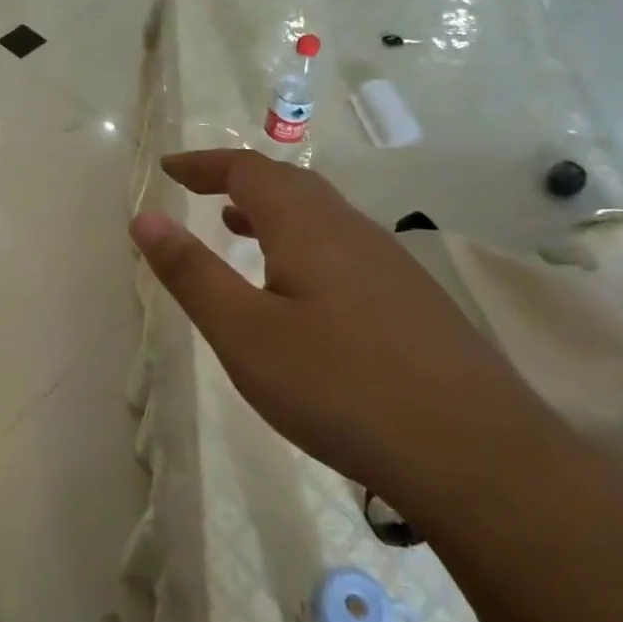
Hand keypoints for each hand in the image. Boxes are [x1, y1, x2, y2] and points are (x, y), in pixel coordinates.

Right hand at [130, 151, 548, 510]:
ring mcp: (391, 265)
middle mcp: (352, 230)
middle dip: (236, 181)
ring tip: (238, 229)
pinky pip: (343, 246)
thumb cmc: (341, 388)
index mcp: (308, 227)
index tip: (168, 170)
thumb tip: (144, 217)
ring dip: (271, 211)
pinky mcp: (412, 301)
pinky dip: (302, 242)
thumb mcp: (244, 333)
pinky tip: (299, 289)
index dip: (204, 164)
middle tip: (197, 192)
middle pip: (289, 184)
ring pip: (320, 216)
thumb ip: (191, 272)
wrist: (478, 457)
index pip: (248, 170)